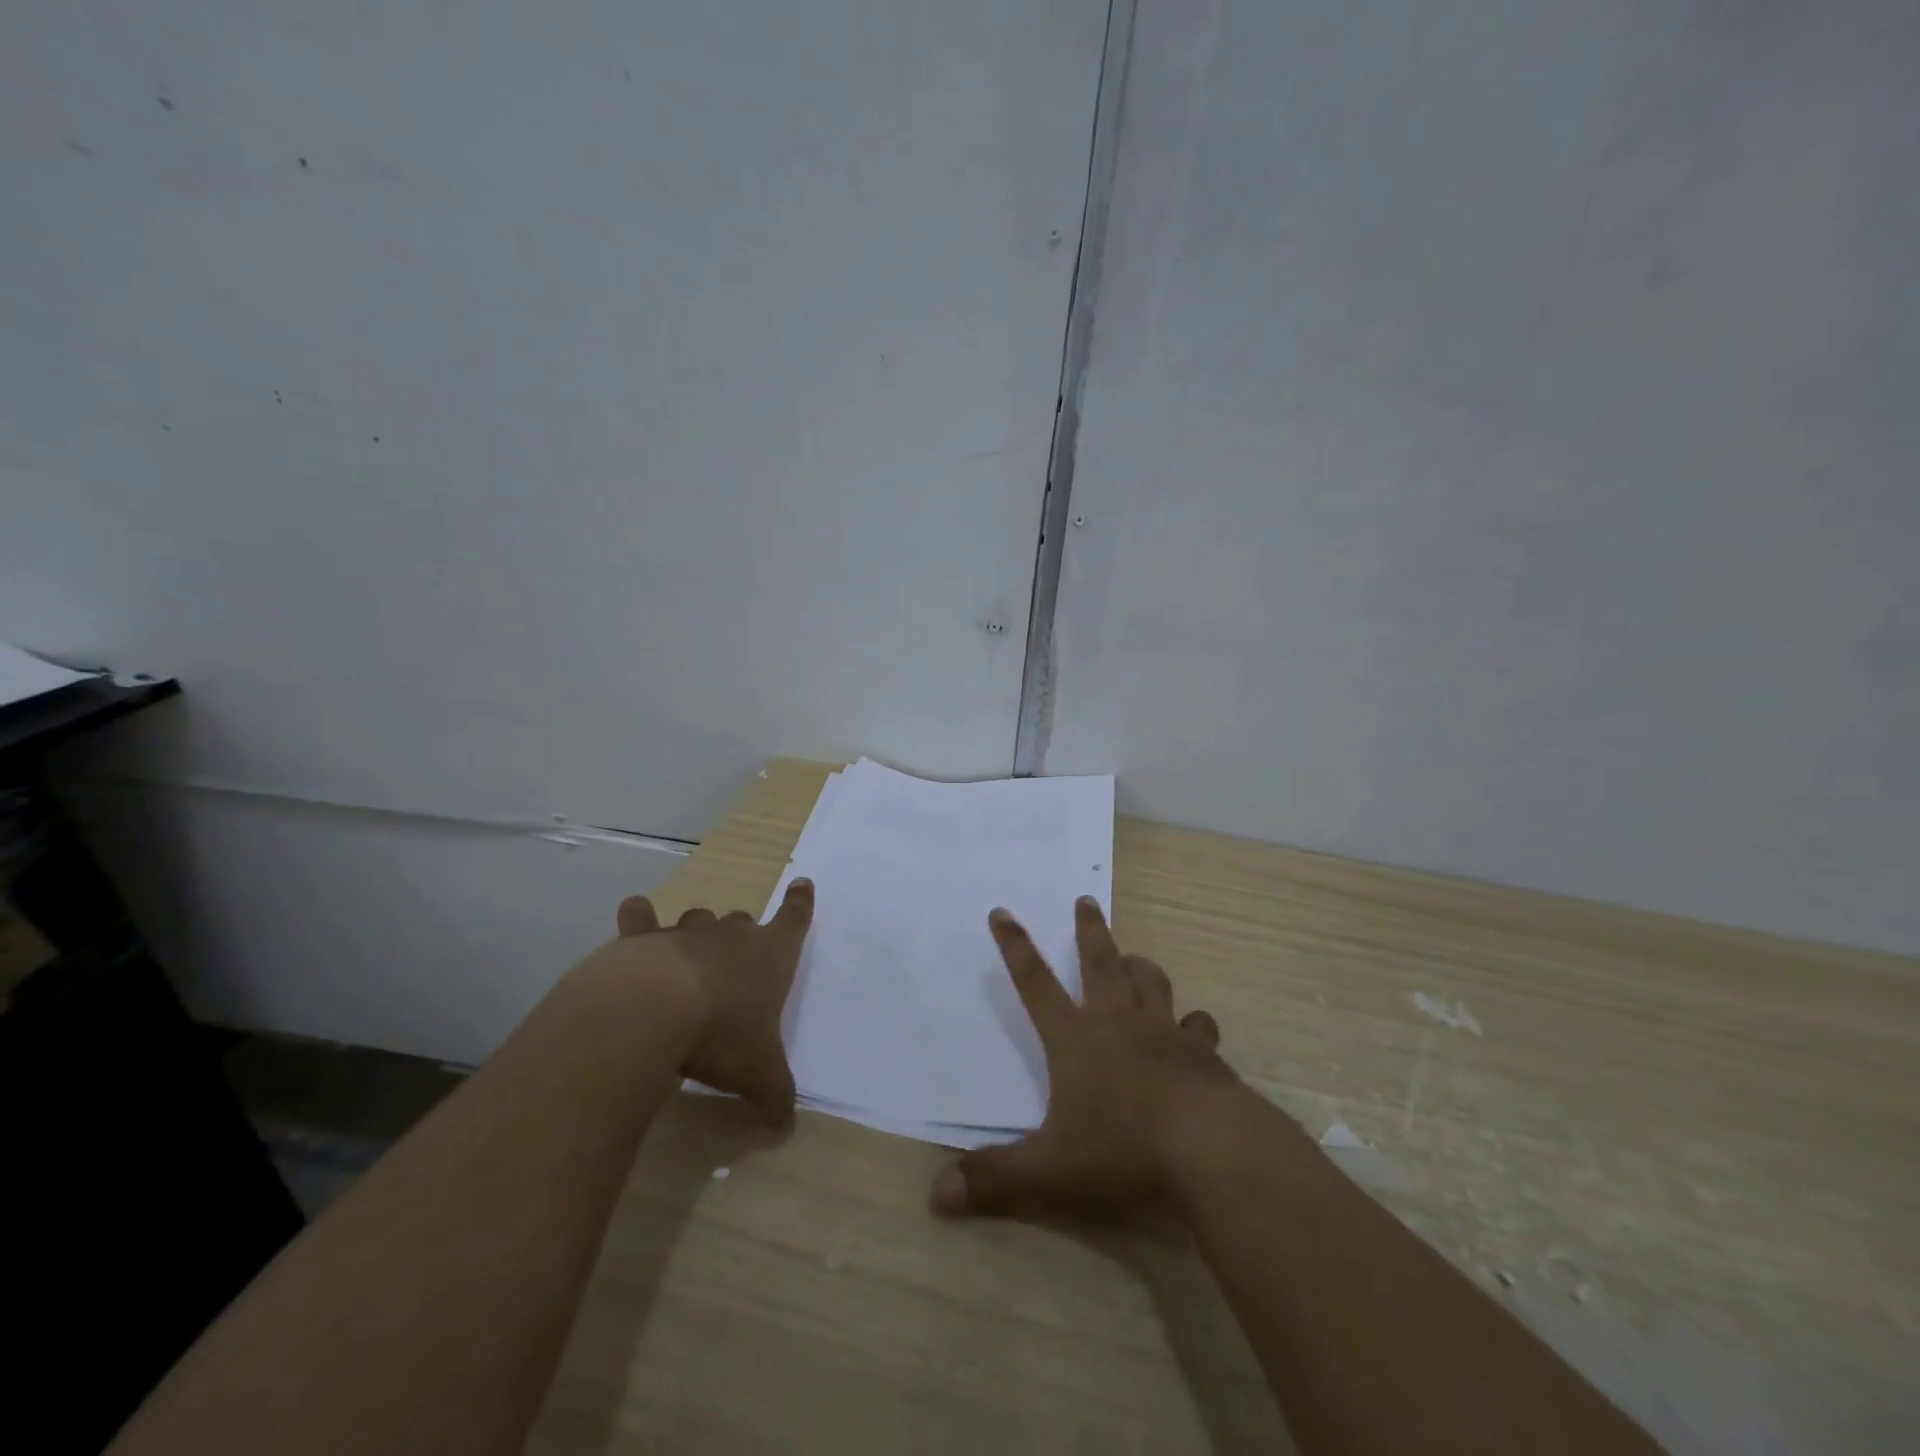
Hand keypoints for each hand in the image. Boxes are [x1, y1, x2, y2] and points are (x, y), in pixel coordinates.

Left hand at [569, 879, 814, 1125]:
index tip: (801, 884)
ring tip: (688, 956)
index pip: (794, 922)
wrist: (655, 1010)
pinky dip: (638, 917)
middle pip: (742, 922)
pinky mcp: (643, 939)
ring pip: (698, 920)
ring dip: (697, 934)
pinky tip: (633, 914)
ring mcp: (687, 933)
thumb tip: (785, 1124)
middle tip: (735, 962)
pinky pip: (641, 918)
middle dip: (741, 936)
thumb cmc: (722, 1034)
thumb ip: (776, 1095)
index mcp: (770, 957)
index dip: (800, 904)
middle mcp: (732, 936)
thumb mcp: (760, 1074)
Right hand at [931, 896, 1242, 1216]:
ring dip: (1140, 966)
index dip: (1015, 947)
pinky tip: (1195, 1028)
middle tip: (1087, 900)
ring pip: (1150, 982)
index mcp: (1075, 1039)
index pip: (1034, 983)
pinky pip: (1197, 1025)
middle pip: (1100, 962)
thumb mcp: (1050, 1170)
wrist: (1211, 1149)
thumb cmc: (1124, 1150)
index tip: (1003, 912)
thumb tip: (936, 1195)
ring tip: (1135, 958)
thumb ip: (995, 1179)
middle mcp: (1118, 1022)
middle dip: (1089, 930)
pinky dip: (1193, 1023)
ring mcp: (1164, 1032)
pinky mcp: (1203, 1053)